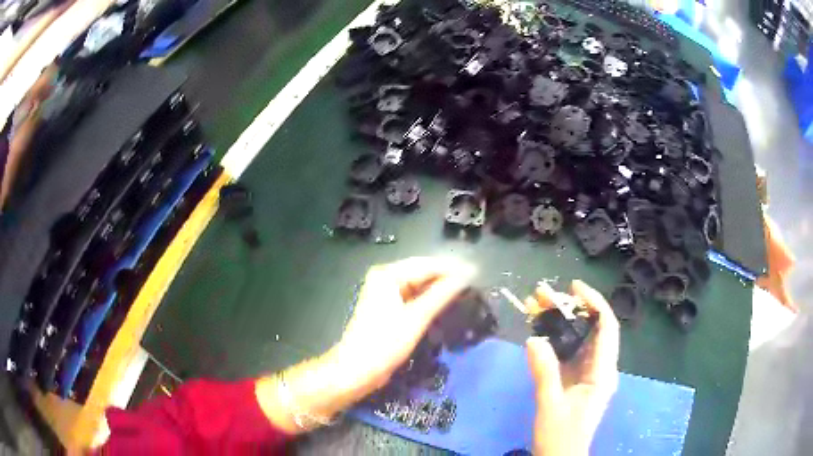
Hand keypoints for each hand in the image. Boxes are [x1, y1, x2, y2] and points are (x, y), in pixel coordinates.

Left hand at [256, 257, 473, 433]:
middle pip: (423, 273)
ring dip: (440, 290)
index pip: (427, 265)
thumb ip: (441, 294)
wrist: (357, 370)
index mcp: (388, 274)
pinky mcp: (389, 308)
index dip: (453, 269)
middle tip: (474, 286)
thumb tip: (466, 275)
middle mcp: (385, 278)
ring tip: (466, 294)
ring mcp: (386, 293)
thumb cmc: (384, 343)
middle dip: (447, 279)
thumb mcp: (416, 318)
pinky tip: (446, 305)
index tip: (477, 274)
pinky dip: (429, 301)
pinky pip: (414, 298)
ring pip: (420, 286)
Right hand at [524, 280, 619, 455]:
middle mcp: (601, 369)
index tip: (574, 287)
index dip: (594, 303)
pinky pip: (570, 353)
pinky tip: (540, 332)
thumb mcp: (550, 405)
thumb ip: (544, 372)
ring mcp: (589, 375)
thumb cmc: (560, 436)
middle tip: (545, 295)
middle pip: (593, 330)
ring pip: (580, 340)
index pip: (607, 328)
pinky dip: (557, 340)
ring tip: (539, 307)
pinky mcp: (577, 381)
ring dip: (563, 322)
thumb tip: (534, 338)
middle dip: (572, 309)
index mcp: (602, 373)